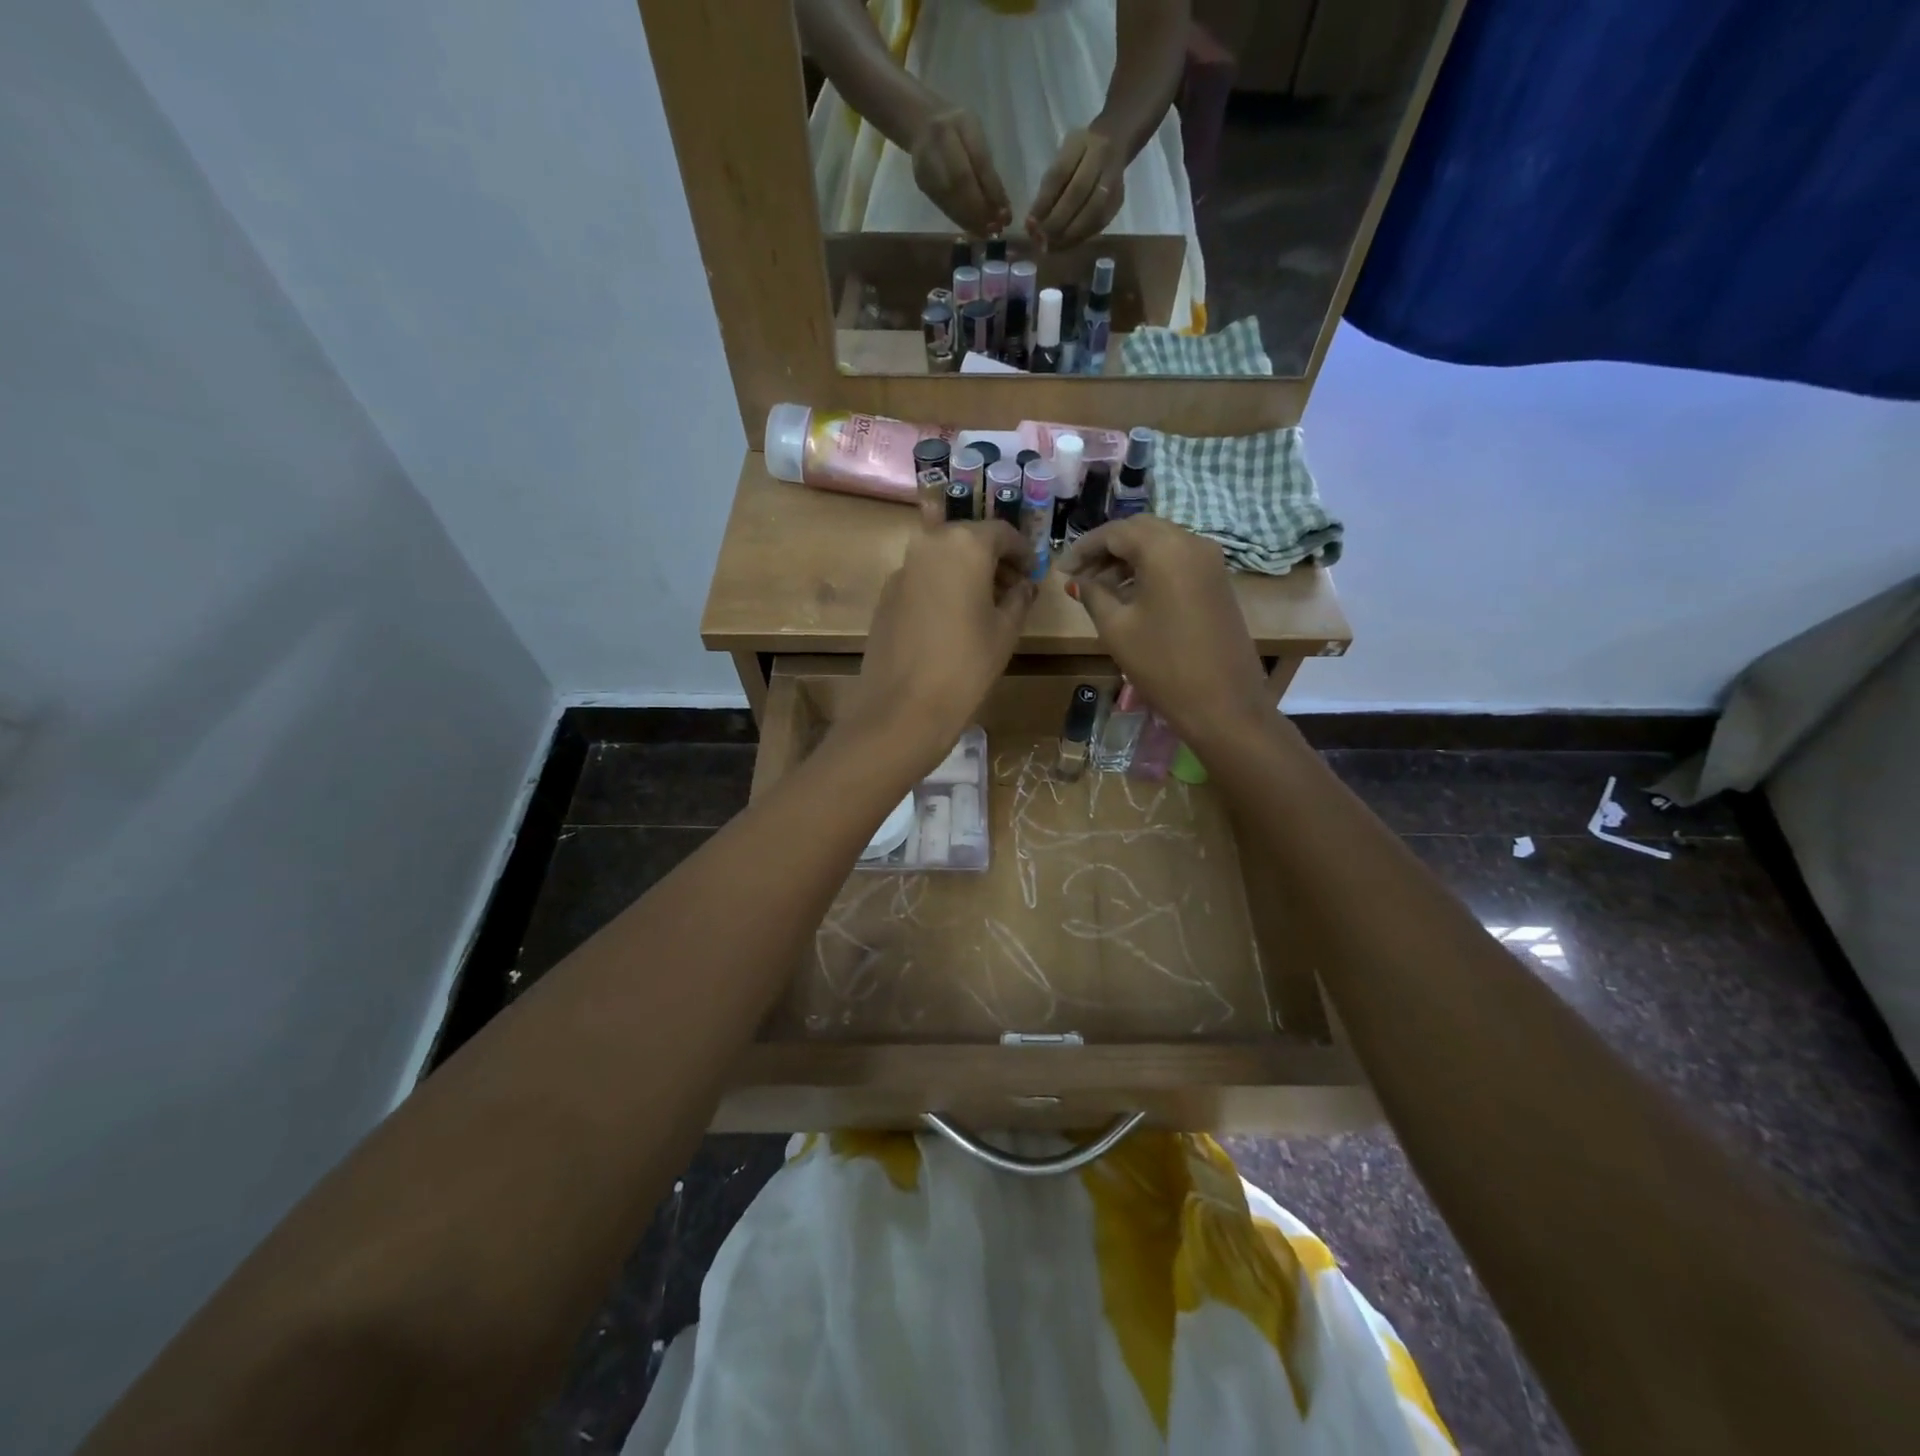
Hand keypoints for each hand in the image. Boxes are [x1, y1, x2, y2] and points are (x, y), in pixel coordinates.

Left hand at [839, 522, 1035, 769]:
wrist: (903, 708)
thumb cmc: (966, 665)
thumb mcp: (1005, 631)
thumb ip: (1019, 598)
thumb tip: (1023, 585)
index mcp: (965, 545)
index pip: (1001, 532)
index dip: (1022, 551)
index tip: (1032, 572)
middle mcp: (929, 545)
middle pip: (968, 539)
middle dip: (993, 559)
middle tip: (1012, 588)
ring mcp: (902, 569)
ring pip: (943, 557)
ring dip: (966, 572)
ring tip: (985, 605)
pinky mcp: (886, 595)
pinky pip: (923, 578)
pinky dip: (943, 586)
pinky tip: (953, 619)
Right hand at [909, 106, 1011, 236]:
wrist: (921, 123)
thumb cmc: (957, 127)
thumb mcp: (976, 135)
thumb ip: (986, 168)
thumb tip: (1000, 206)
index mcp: (955, 126)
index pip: (976, 162)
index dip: (991, 191)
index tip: (1005, 213)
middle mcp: (937, 146)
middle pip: (959, 185)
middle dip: (980, 210)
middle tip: (995, 228)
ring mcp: (926, 168)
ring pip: (950, 200)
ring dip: (970, 220)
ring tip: (986, 232)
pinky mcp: (923, 185)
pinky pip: (943, 206)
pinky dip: (960, 219)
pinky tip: (972, 227)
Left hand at [1026, 126, 1126, 249]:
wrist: (1115, 142)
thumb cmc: (1078, 155)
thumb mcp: (1061, 159)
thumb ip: (1048, 188)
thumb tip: (1032, 225)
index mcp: (1081, 143)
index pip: (1059, 174)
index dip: (1043, 202)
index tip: (1029, 224)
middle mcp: (1101, 158)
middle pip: (1077, 194)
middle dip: (1056, 222)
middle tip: (1041, 240)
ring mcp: (1114, 179)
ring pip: (1092, 213)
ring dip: (1069, 235)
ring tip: (1052, 247)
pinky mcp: (1118, 201)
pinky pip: (1099, 224)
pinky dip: (1080, 238)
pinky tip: (1066, 245)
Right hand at [1059, 517, 1270, 750]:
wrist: (1223, 703)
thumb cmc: (1162, 664)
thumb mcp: (1116, 628)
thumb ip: (1093, 595)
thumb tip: (1076, 581)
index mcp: (1165, 548)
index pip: (1115, 531)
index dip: (1083, 547)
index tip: (1061, 570)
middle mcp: (1192, 542)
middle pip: (1140, 530)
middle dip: (1106, 549)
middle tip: (1079, 576)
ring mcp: (1210, 561)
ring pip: (1160, 544)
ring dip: (1128, 559)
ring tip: (1100, 589)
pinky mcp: (1217, 581)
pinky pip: (1177, 560)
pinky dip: (1150, 568)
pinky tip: (1130, 595)